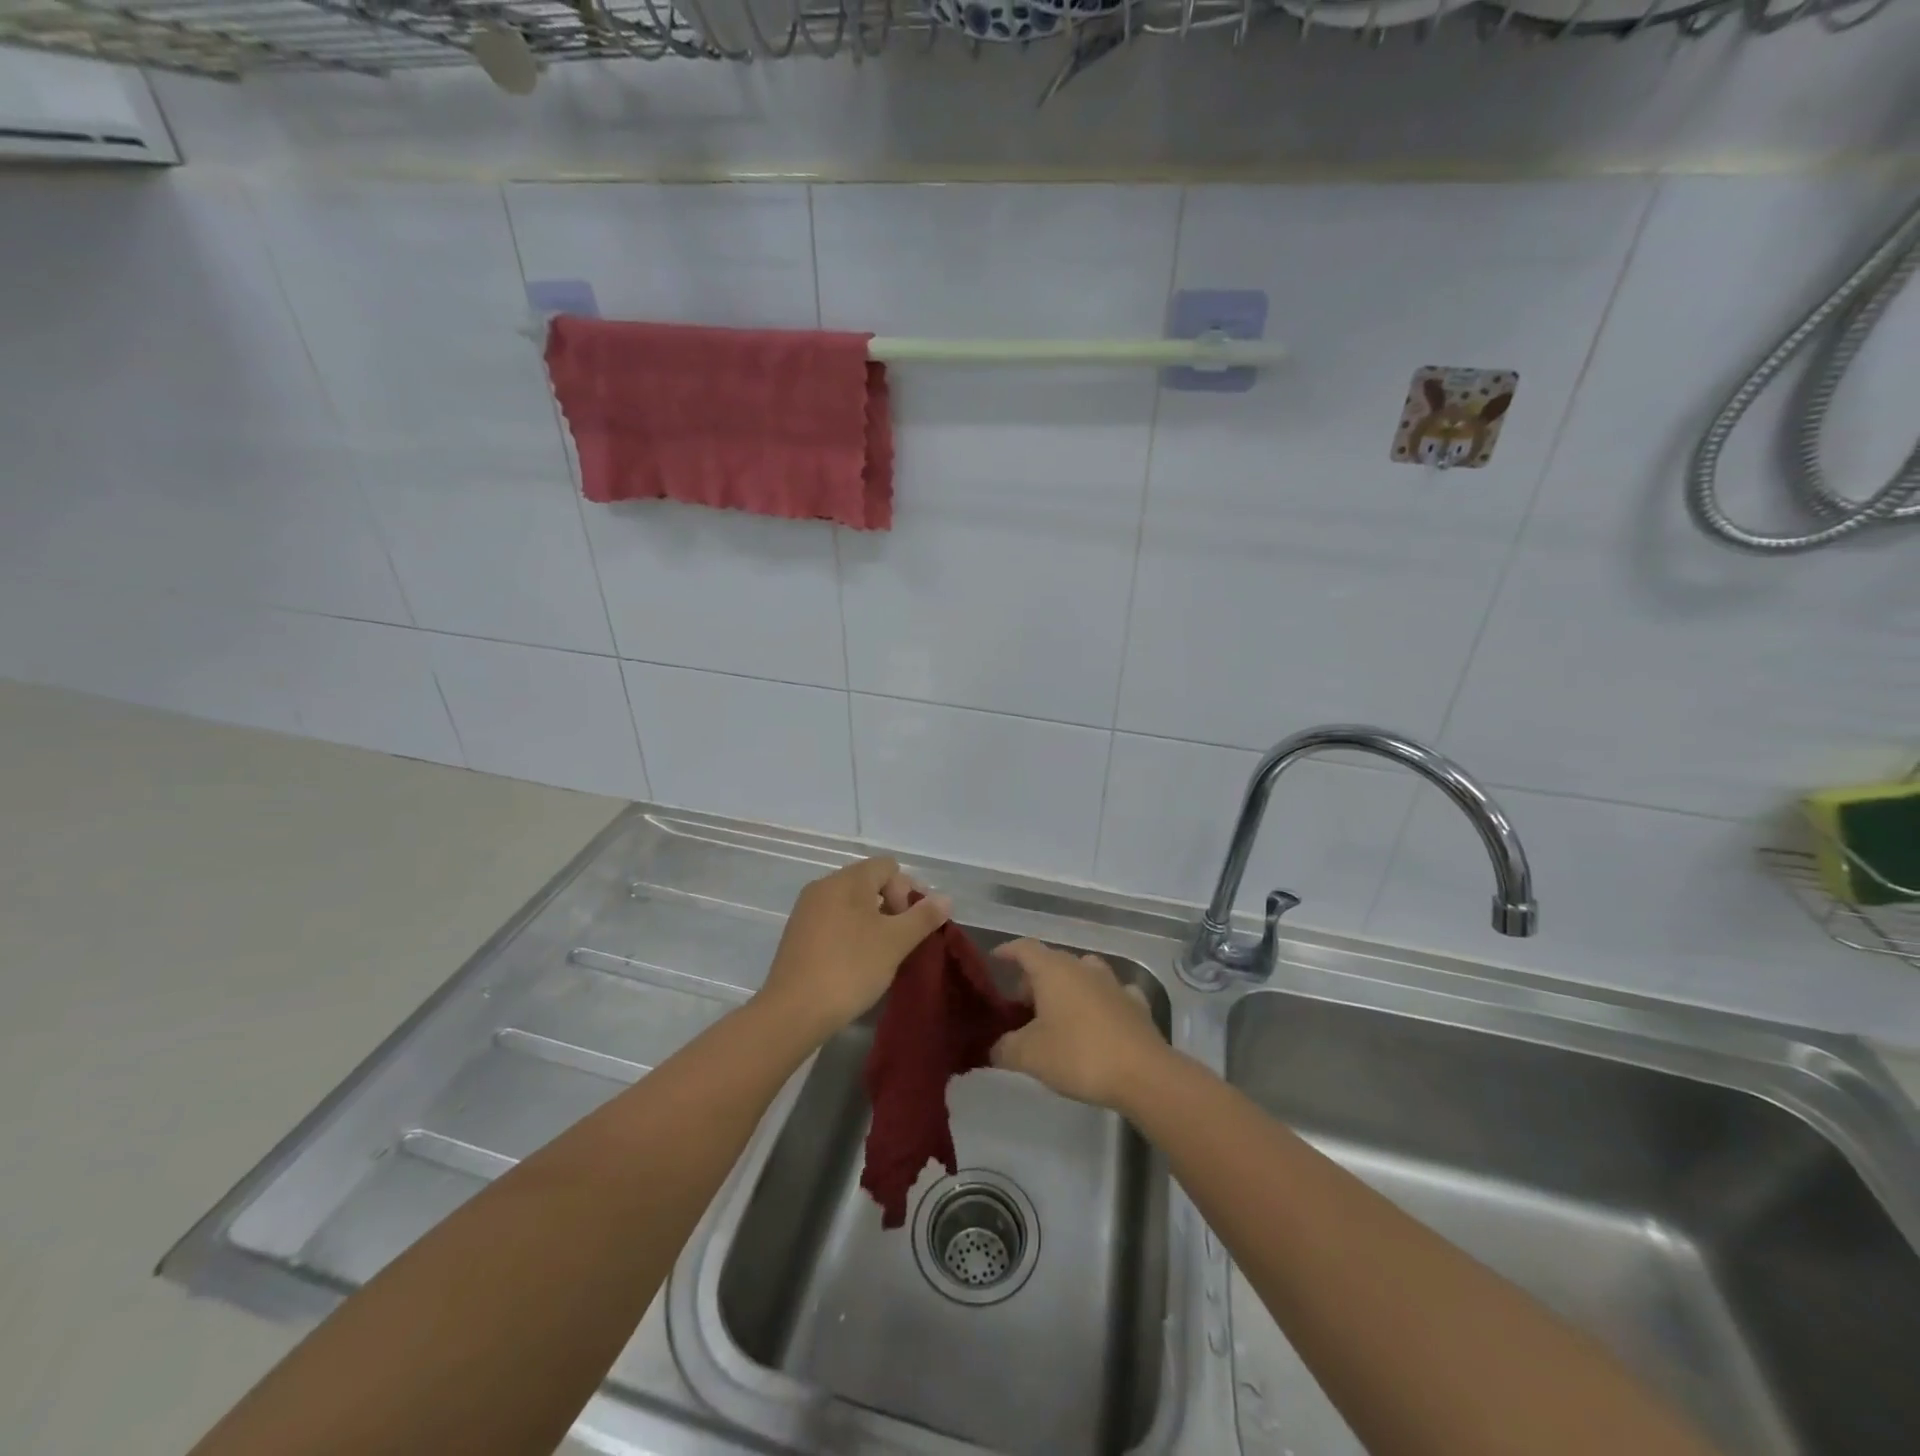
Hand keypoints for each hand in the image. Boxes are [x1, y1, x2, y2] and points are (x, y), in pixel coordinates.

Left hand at [758, 857, 950, 1044]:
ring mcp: (807, 910)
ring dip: (873, 922)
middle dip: (892, 906)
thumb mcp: (895, 942)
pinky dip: (851, 933)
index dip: (907, 890)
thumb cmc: (850, 968)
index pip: (888, 867)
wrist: (793, 1011)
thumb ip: (923, 916)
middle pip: (869, 882)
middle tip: (902, 940)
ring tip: (883, 954)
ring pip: (852, 903)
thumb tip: (945, 898)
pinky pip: (834, 921)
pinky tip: (857, 962)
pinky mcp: (798, 934)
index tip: (913, 924)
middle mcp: (824, 886)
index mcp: (847, 880)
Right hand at [988, 940, 1166, 1111]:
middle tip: (1020, 1006)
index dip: (1007, 951)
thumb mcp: (1029, 1056)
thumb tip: (995, 1047)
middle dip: (1033, 979)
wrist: (1143, 1074)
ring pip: (1083, 974)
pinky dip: (1098, 1002)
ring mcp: (1113, 983)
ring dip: (1067, 987)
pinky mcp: (1136, 1004)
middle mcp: (1083, 968)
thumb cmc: (1079, 1055)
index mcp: (1053, 970)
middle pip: (1052, 962)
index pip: (1024, 948)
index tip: (995, 959)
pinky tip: (1097, 1020)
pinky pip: (1110, 994)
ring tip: (1057, 1012)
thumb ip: (1005, 1048)